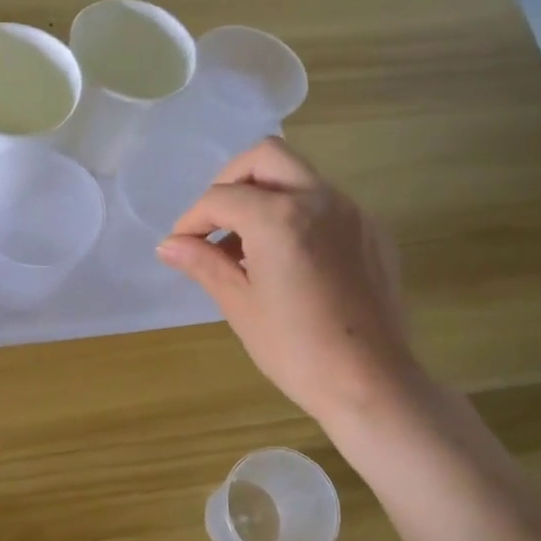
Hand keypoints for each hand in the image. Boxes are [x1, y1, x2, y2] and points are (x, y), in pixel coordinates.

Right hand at [158, 139, 419, 426]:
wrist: (370, 383)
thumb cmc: (295, 350)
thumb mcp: (240, 305)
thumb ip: (204, 263)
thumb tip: (168, 245)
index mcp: (280, 217)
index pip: (221, 198)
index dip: (192, 219)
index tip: (180, 245)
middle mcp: (320, 199)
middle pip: (266, 157)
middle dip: (231, 181)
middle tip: (214, 222)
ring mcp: (353, 212)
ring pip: (300, 175)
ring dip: (265, 194)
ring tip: (246, 245)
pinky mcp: (372, 232)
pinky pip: (326, 202)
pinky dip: (297, 212)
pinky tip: (287, 258)